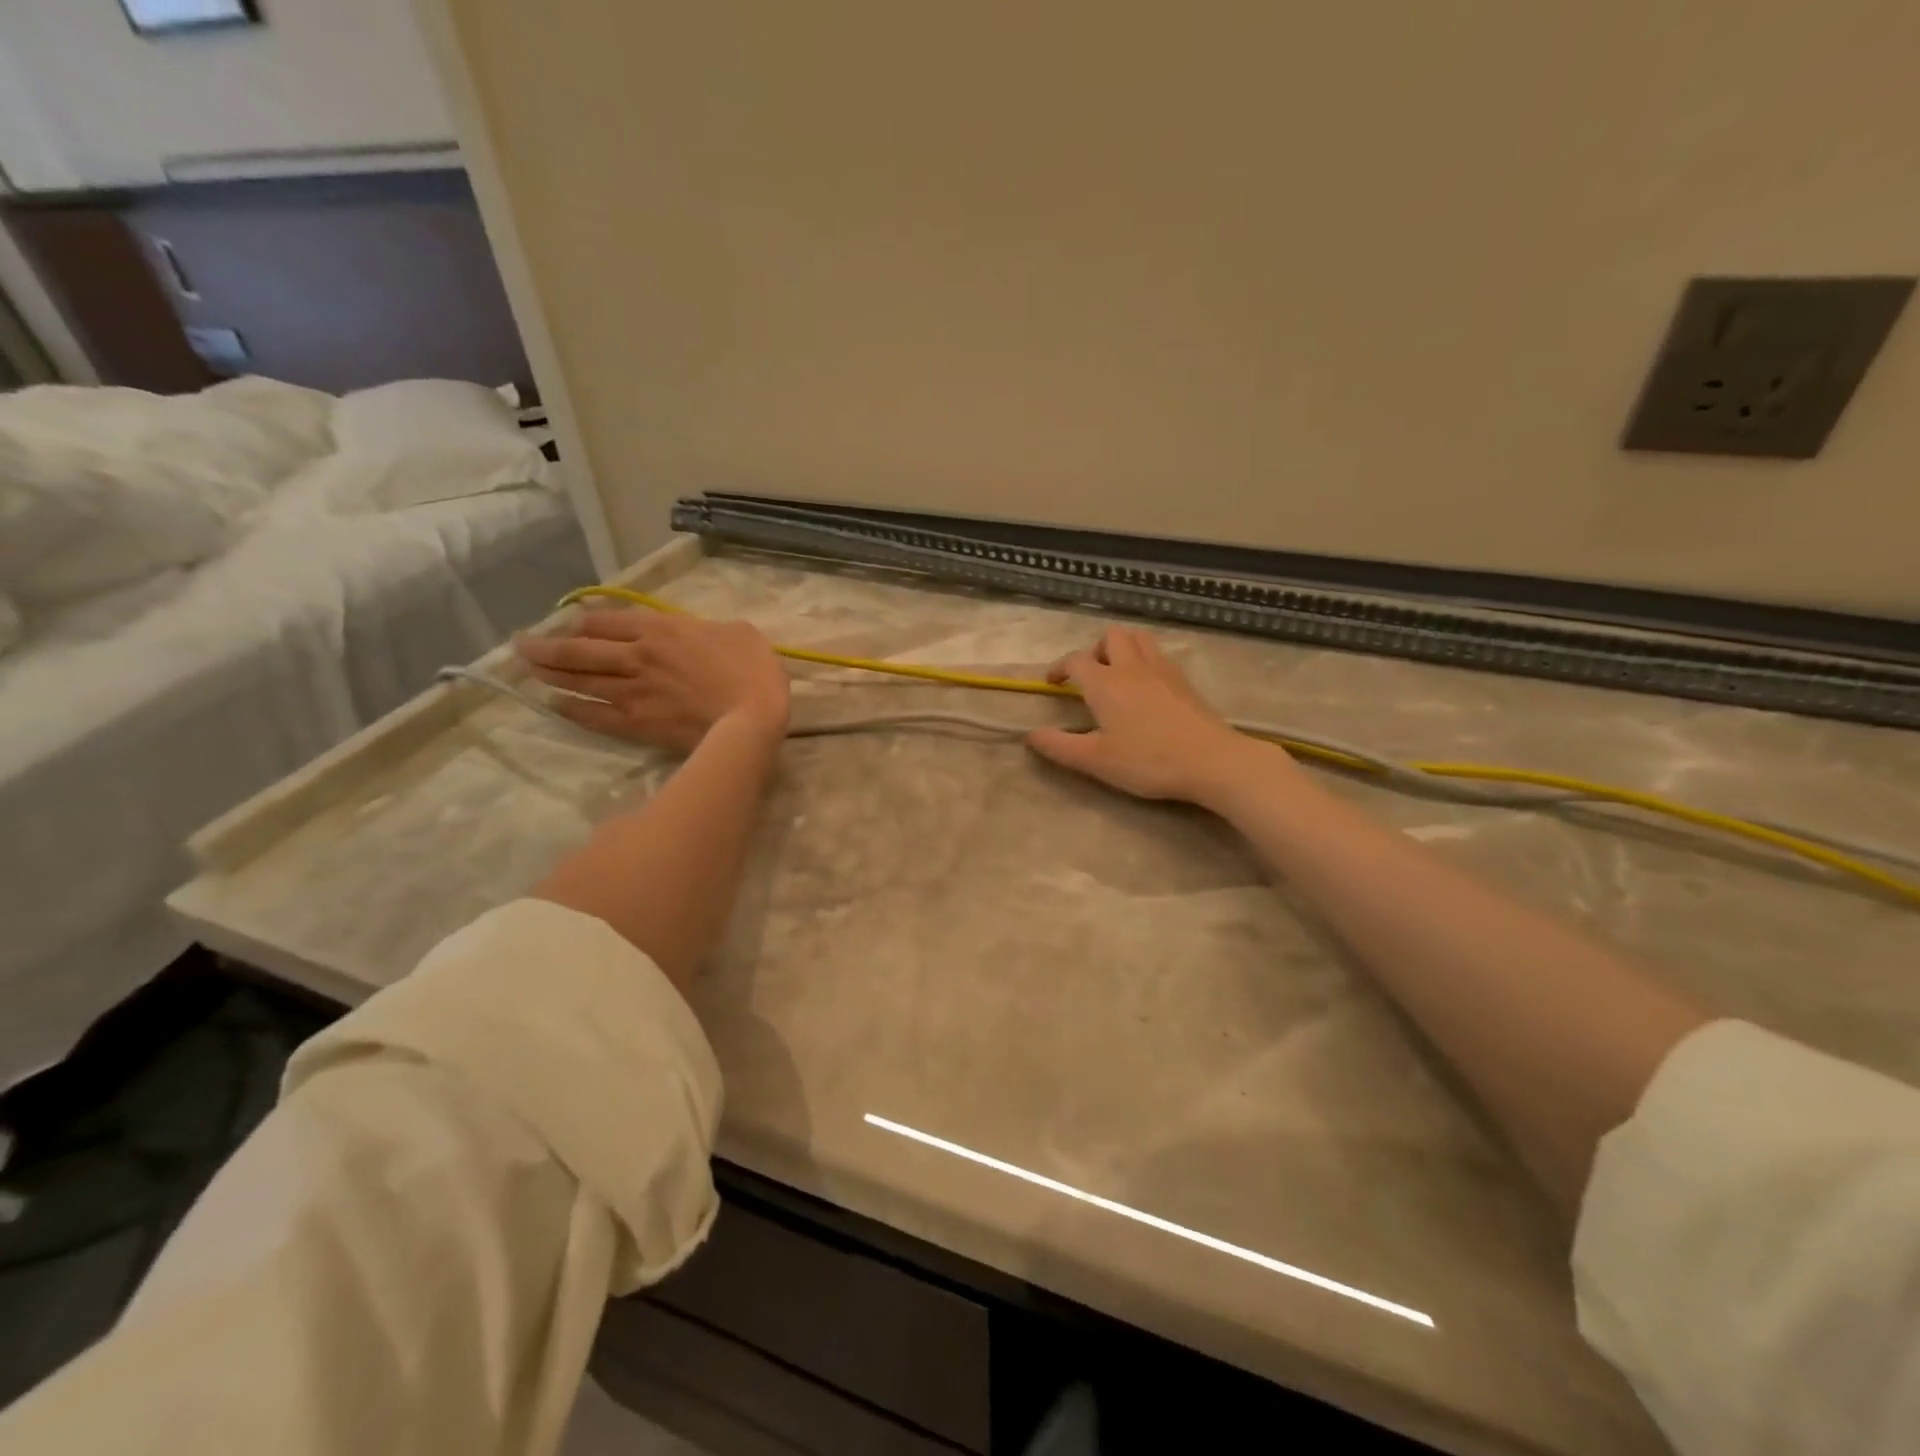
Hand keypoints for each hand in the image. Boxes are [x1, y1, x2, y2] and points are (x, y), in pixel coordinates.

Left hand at [516, 609, 789, 750]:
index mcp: (660, 629)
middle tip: (523, 647)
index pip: (606, 621)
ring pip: (581, 680)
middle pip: (580, 649)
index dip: (583, 623)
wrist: (750, 718)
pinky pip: (595, 715)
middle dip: (548, 647)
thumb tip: (699, 634)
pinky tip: (556, 706)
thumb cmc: (752, 671)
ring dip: (551, 675)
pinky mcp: (637, 723)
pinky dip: (573, 710)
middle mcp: (636, 656)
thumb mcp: (738, 633)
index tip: (571, 626)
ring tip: (529, 671)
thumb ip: (708, 629)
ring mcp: (633, 691)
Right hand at [1025, 626, 1267, 802]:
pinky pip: (1159, 656)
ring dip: (1122, 648)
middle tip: (1090, 677)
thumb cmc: (1147, 760)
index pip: (1075, 660)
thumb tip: (1030, 735)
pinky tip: (1147, 689)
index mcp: (1104, 683)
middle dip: (1094, 649)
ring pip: (1139, 638)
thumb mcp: (1095, 760)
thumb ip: (1059, 746)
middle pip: (1110, 636)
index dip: (1059, 668)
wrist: (1210, 760)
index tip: (1053, 684)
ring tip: (1117, 675)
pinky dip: (1145, 661)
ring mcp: (1162, 670)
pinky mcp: (1184, 681)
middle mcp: (1131, 667)